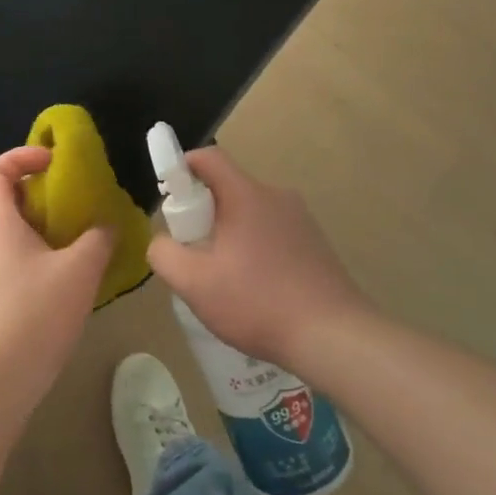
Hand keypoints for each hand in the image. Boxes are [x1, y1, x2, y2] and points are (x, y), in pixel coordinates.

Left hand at [0, 146, 113, 383]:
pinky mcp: (0, 292)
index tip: (53, 162)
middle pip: (4, 196)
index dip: (20, 156)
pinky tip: (75, 265)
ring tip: (81, 228)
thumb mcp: (80, 269)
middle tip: (74, 194)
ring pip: (14, 227)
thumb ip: (97, 239)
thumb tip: (107, 225)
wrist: (4, 373)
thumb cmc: (38, 310)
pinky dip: (45, 247)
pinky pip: (20, 253)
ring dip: (45, 220)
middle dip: (39, 188)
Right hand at [146, 147, 373, 365]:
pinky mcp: (316, 243)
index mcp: (246, 195)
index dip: (181, 167)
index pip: (208, 158)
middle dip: (203, 213)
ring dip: (230, 235)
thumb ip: (164, 254)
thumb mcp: (194, 284)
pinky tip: (255, 290)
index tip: (168, 195)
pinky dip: (255, 249)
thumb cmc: (257, 302)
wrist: (333, 336)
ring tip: (224, 279)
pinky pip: (272, 233)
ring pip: (251, 214)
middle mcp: (277, 196)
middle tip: (193, 252)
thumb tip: (162, 241)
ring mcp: (301, 220)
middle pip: (228, 189)